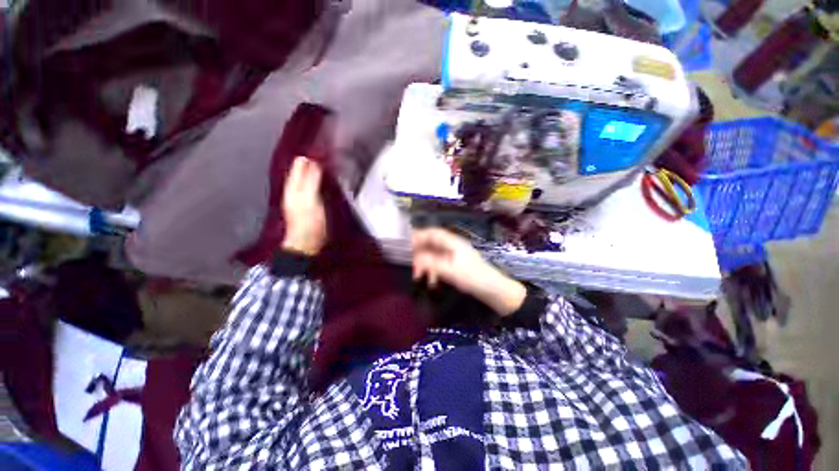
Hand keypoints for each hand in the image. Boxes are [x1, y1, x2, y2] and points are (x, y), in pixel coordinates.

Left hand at [282, 157, 326, 255]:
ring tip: (333, 166)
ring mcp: (302, 196)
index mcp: (293, 185)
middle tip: (334, 157)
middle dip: (316, 161)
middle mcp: (295, 187)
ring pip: (309, 177)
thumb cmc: (309, 222)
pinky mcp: (310, 203)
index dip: (312, 155)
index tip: (328, 151)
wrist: (307, 244)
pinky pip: (314, 186)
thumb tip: (313, 160)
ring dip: (319, 170)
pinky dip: (321, 180)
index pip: (300, 163)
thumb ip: (311, 180)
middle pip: (304, 168)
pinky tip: (330, 180)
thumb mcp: (310, 200)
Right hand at [412, 228, 525, 316]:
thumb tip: (415, 259)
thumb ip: (431, 263)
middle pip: (432, 244)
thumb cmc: (472, 277)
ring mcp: (454, 256)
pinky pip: (439, 264)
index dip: (418, 236)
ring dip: (425, 264)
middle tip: (410, 264)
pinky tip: (431, 282)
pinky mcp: (456, 266)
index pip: (432, 233)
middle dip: (419, 253)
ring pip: (434, 255)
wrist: (493, 290)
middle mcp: (453, 246)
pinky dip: (433, 271)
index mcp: (452, 242)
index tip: (406, 243)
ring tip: (418, 277)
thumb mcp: (450, 270)